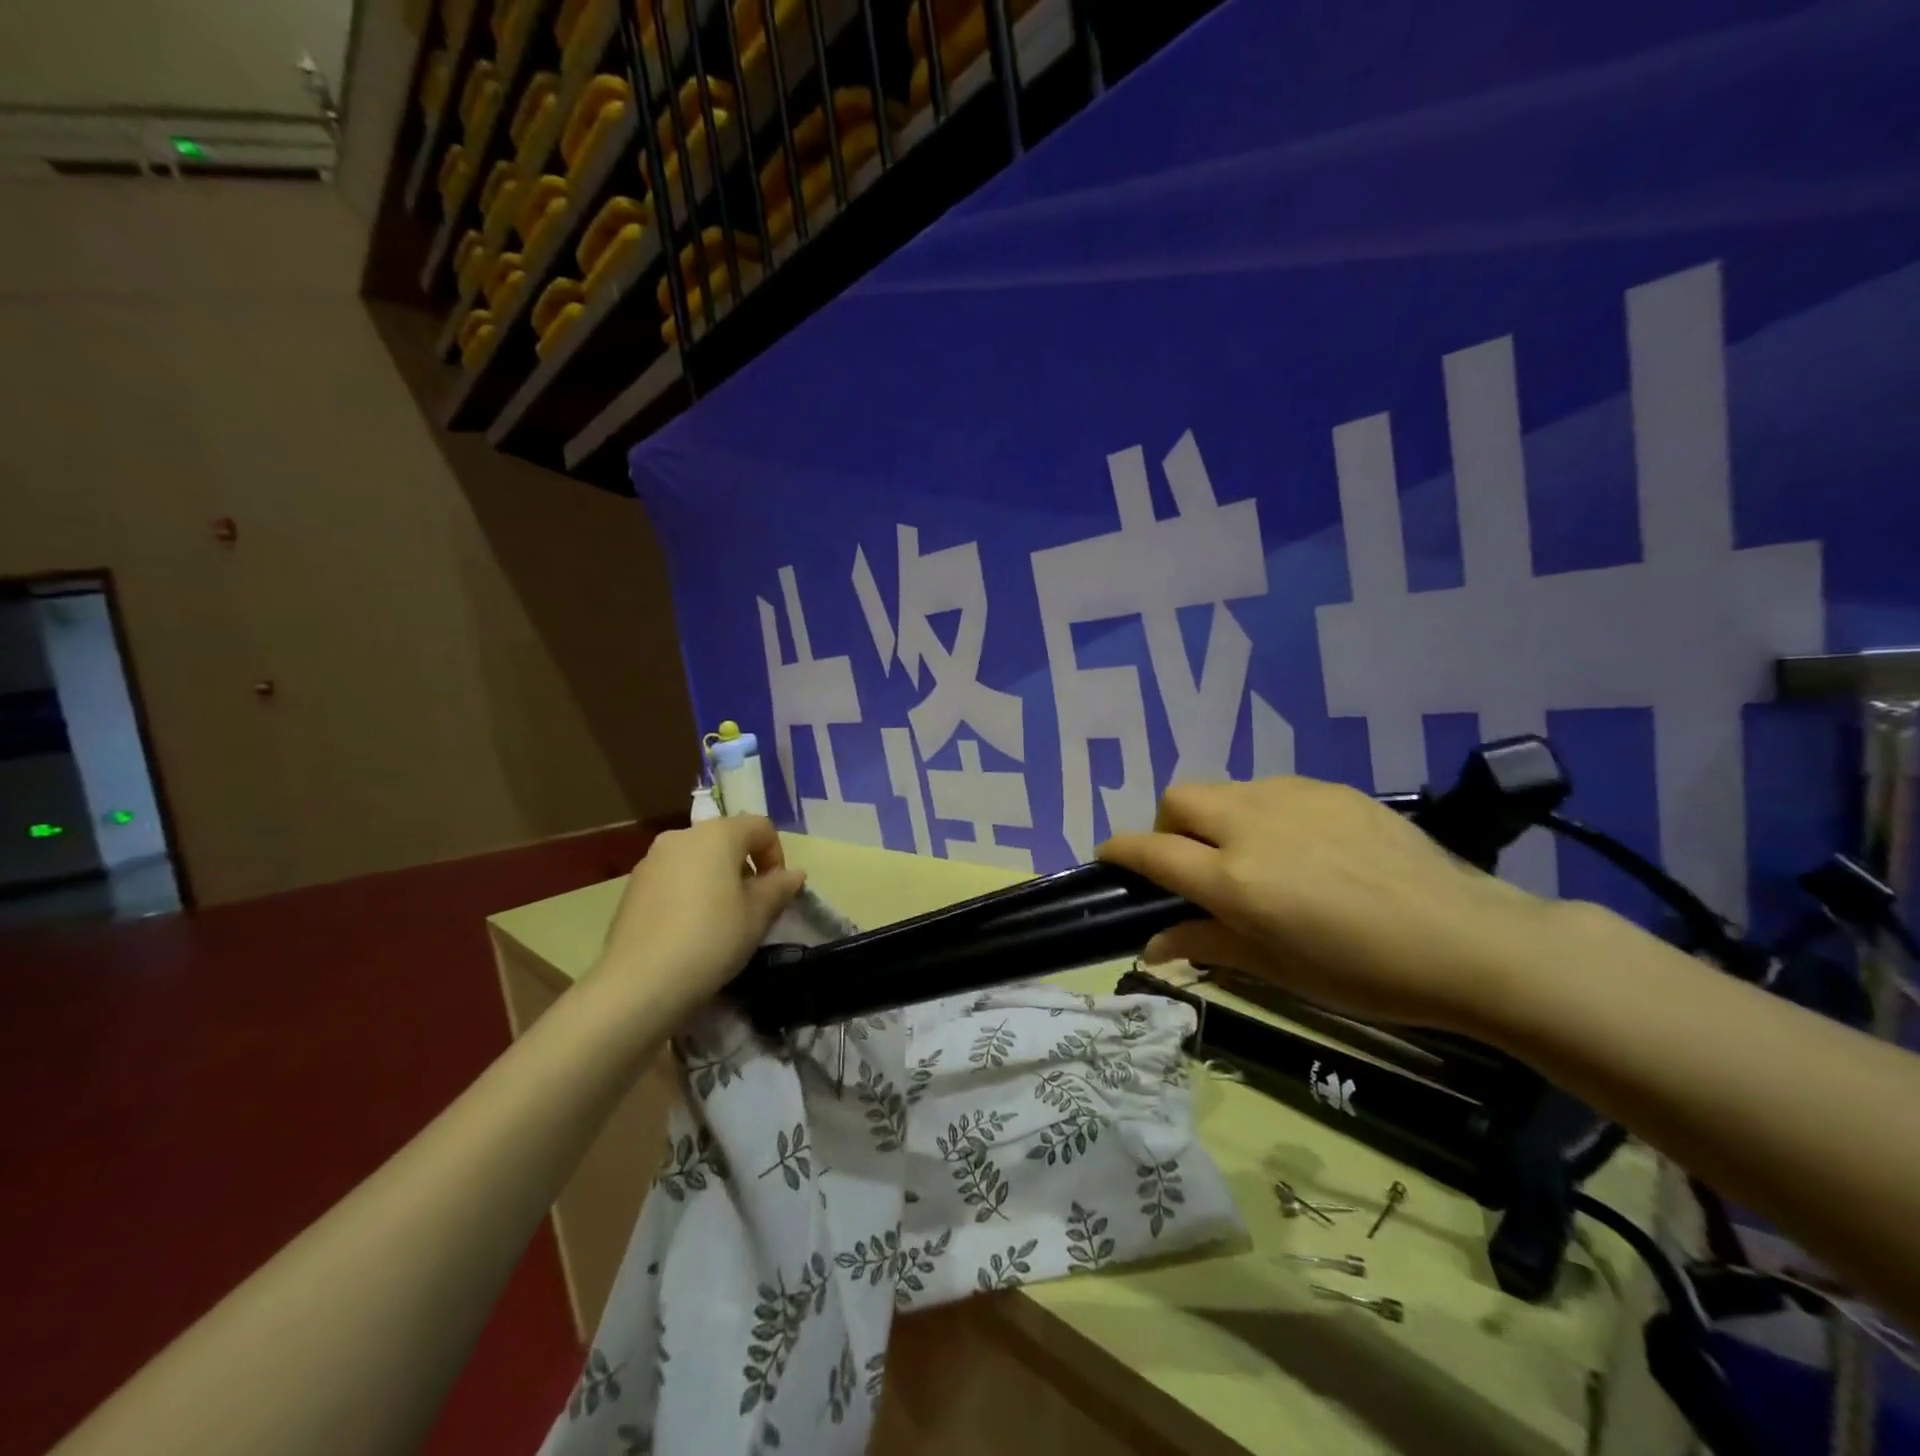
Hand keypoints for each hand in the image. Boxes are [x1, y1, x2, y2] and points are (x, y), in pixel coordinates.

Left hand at [590, 817, 805, 1021]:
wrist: (641, 981)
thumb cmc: (713, 937)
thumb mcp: (759, 915)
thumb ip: (779, 888)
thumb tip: (793, 874)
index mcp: (718, 833)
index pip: (760, 827)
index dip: (776, 855)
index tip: (777, 891)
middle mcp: (682, 835)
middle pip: (725, 840)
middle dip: (744, 867)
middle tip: (751, 906)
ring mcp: (651, 860)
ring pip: (697, 859)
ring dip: (716, 879)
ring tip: (720, 919)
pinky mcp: (631, 887)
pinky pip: (672, 878)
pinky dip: (688, 892)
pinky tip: (688, 929)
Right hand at [1099, 777, 1569, 1034]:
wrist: (1468, 940)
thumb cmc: (1365, 973)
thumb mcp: (1278, 970)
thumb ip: (1206, 944)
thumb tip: (1151, 946)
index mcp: (1234, 879)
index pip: (1150, 850)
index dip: (1119, 850)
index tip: (1108, 859)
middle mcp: (1251, 826)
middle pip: (1177, 799)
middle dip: (1166, 826)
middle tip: (1191, 863)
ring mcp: (1292, 799)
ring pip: (1223, 789)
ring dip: (1215, 818)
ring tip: (1250, 855)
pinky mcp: (1329, 789)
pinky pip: (1271, 789)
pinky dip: (1260, 812)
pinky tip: (1299, 845)